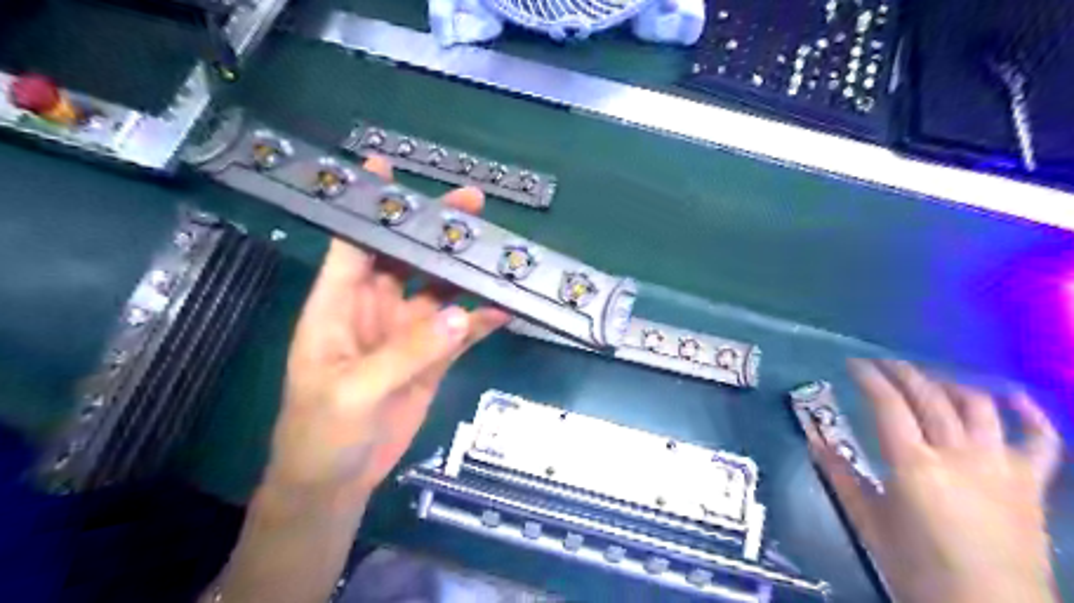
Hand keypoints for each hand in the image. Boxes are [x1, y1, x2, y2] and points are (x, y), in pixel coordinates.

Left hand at [264, 158, 507, 505]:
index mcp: (339, 305)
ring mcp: (407, 334)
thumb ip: (406, 353)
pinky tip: (507, 307)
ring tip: (499, 251)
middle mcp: (375, 310)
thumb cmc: (322, 433)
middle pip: (408, 258)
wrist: (337, 481)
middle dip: (436, 231)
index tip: (386, 167)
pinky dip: (482, 319)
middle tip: (473, 205)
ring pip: (441, 291)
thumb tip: (460, 315)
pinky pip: (461, 330)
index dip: (369, 206)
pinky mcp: (432, 359)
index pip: (353, 243)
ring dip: (466, 272)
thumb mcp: (353, 391)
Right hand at [821, 362, 1060, 602]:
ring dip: (950, 384)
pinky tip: (1011, 396)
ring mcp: (1000, 465)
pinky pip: (1040, 439)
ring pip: (977, 406)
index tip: (854, 364)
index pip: (888, 403)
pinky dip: (1029, 413)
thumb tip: (815, 442)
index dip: (869, 377)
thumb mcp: (870, 522)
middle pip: (929, 396)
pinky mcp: (1031, 483)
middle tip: (882, 364)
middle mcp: (958, 454)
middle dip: (902, 372)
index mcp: (913, 465)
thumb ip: (842, 477)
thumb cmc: (919, 569)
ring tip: (929, 379)